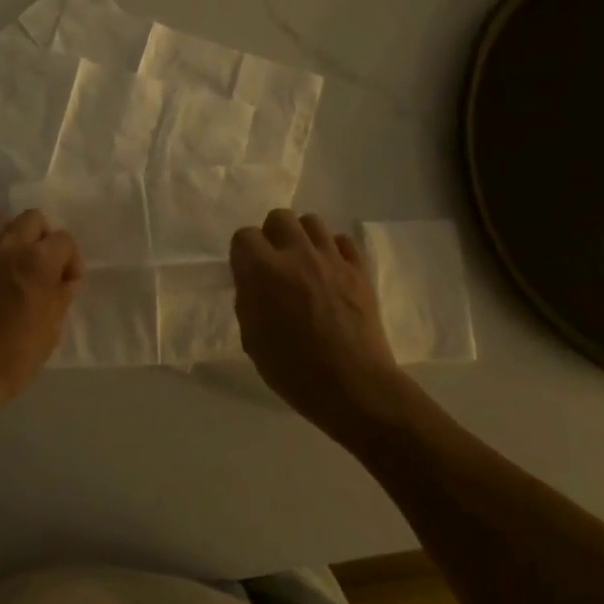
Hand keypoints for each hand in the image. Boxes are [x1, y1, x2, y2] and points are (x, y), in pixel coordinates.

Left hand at [0, 209, 81, 417]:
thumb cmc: (14, 355)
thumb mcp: (52, 328)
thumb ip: (61, 295)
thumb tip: (64, 280)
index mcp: (39, 261)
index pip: (64, 240)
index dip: (70, 260)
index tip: (66, 281)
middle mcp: (9, 245)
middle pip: (33, 219)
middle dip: (43, 238)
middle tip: (41, 265)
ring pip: (1, 219)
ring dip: (13, 235)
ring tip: (12, 260)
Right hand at [231, 210, 403, 435]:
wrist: (352, 387)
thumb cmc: (292, 369)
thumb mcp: (251, 338)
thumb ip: (248, 300)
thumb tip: (254, 283)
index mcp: (262, 270)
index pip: (244, 235)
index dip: (243, 253)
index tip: (247, 272)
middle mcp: (296, 254)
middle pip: (279, 217)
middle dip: (273, 235)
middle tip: (275, 262)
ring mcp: (331, 259)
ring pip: (312, 221)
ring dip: (303, 238)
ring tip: (304, 262)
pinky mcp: (360, 270)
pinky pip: (343, 241)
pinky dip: (334, 250)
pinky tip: (331, 271)